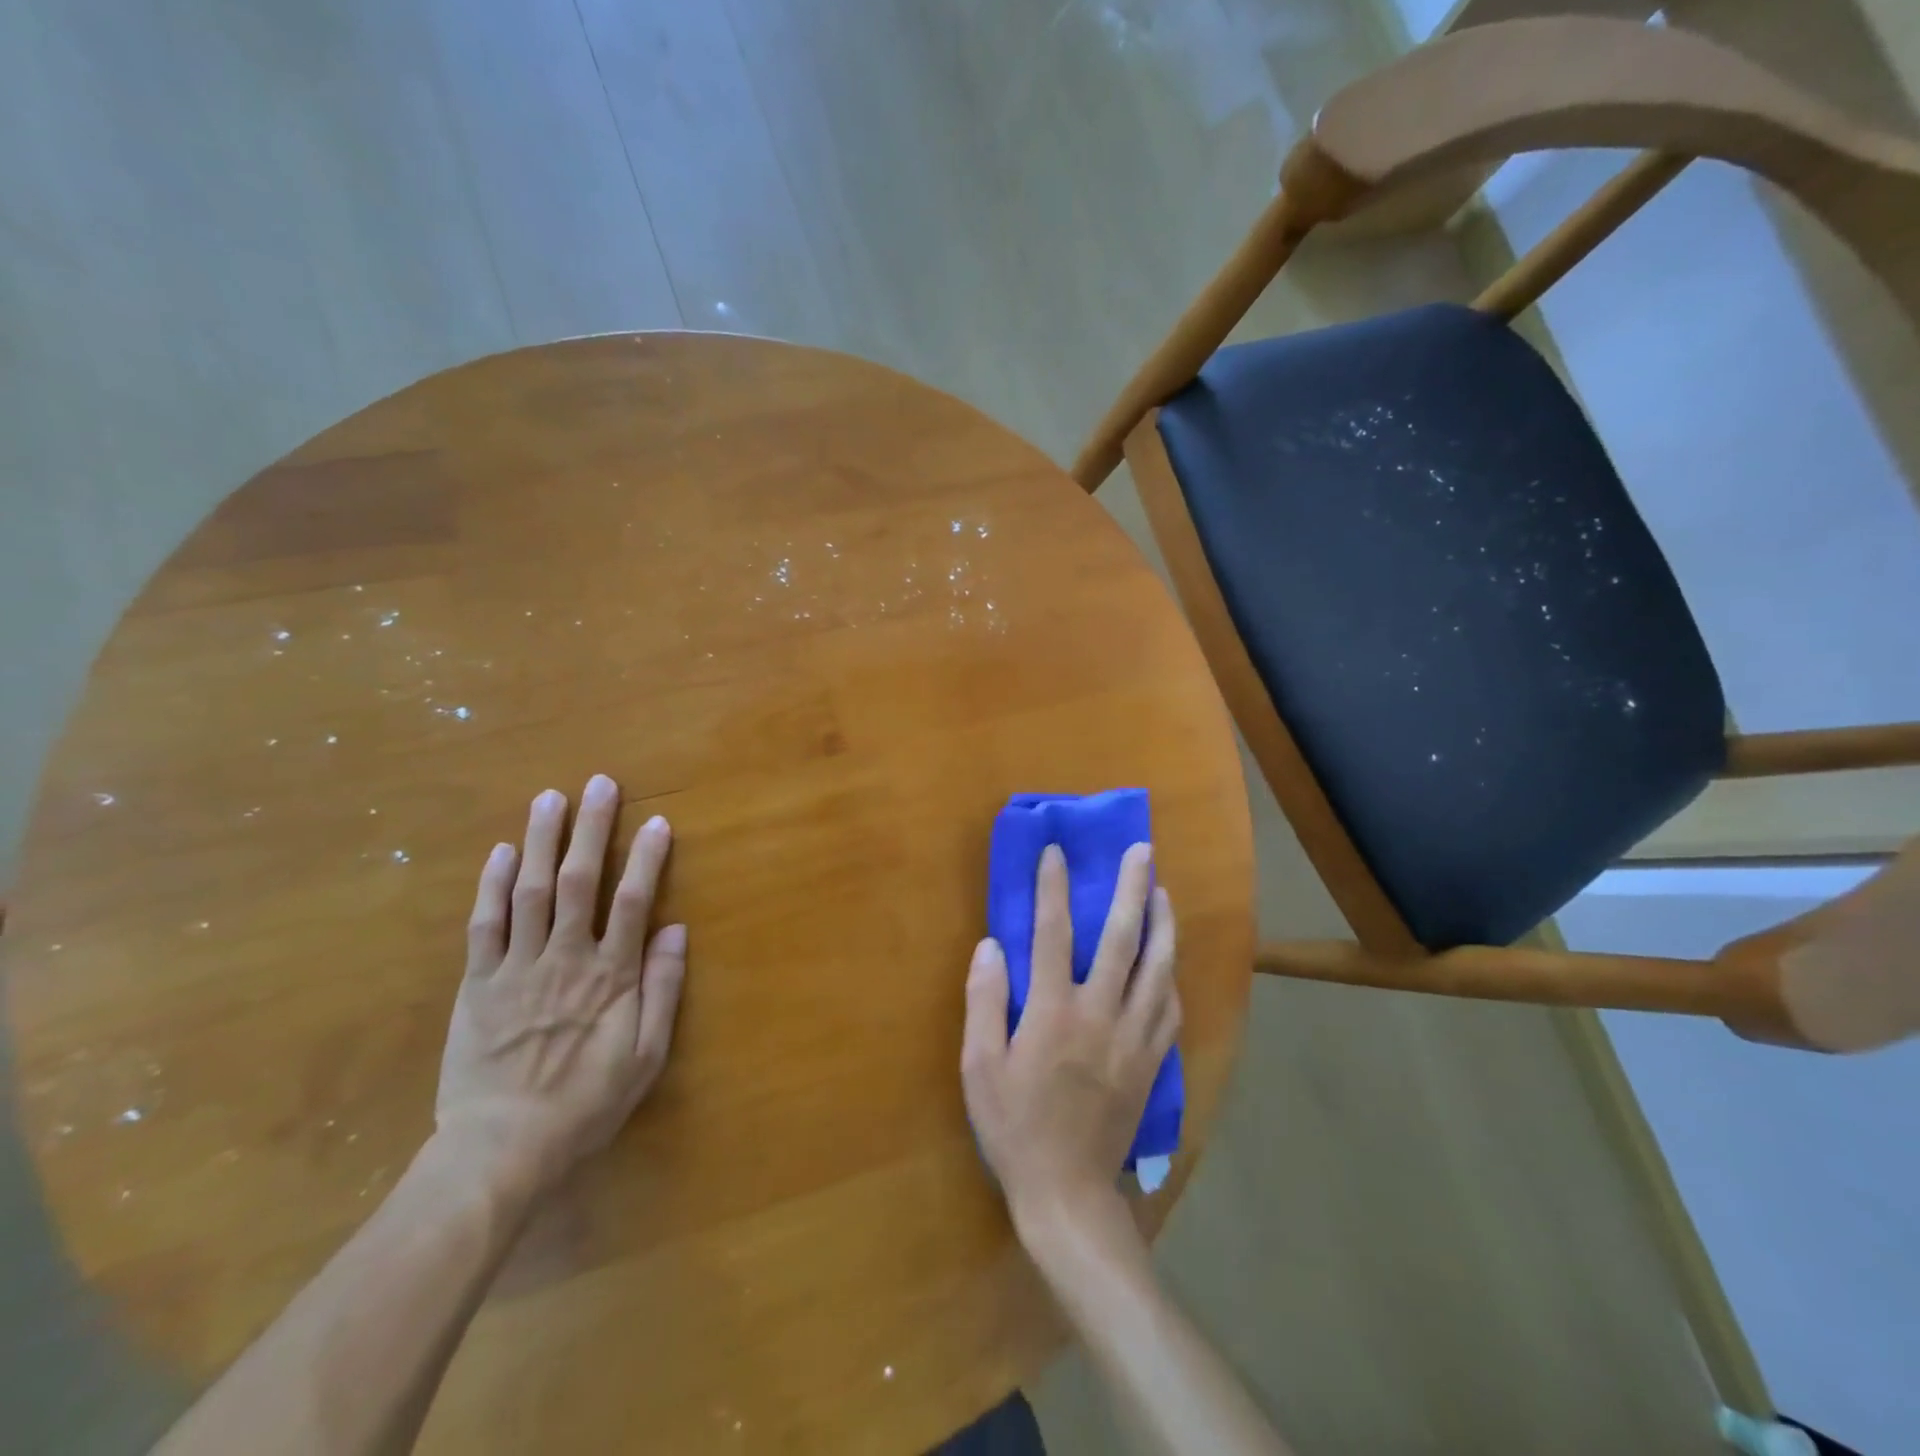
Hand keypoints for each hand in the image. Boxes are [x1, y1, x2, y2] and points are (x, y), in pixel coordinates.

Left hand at [436, 774, 686, 1198]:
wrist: (501, 1150)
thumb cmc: (585, 1104)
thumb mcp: (645, 1057)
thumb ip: (662, 991)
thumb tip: (675, 930)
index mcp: (610, 976)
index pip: (633, 900)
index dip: (646, 857)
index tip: (657, 821)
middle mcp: (565, 958)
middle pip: (578, 881)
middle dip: (590, 829)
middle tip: (598, 784)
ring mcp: (516, 968)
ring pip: (528, 891)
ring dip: (540, 841)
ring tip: (548, 798)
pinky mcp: (476, 984)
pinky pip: (483, 926)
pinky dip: (491, 886)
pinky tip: (499, 853)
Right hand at [961, 843, 1178, 1235]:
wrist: (1068, 1192)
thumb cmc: (1014, 1126)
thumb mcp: (979, 1067)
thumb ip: (984, 1001)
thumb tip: (991, 946)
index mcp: (1053, 1012)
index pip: (1053, 933)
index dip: (1053, 888)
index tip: (1056, 852)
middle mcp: (1100, 1014)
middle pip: (1122, 939)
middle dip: (1132, 889)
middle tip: (1142, 851)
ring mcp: (1133, 1038)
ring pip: (1158, 968)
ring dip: (1163, 924)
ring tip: (1164, 892)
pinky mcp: (1152, 1062)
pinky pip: (1170, 1008)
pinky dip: (1171, 976)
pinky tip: (1170, 962)